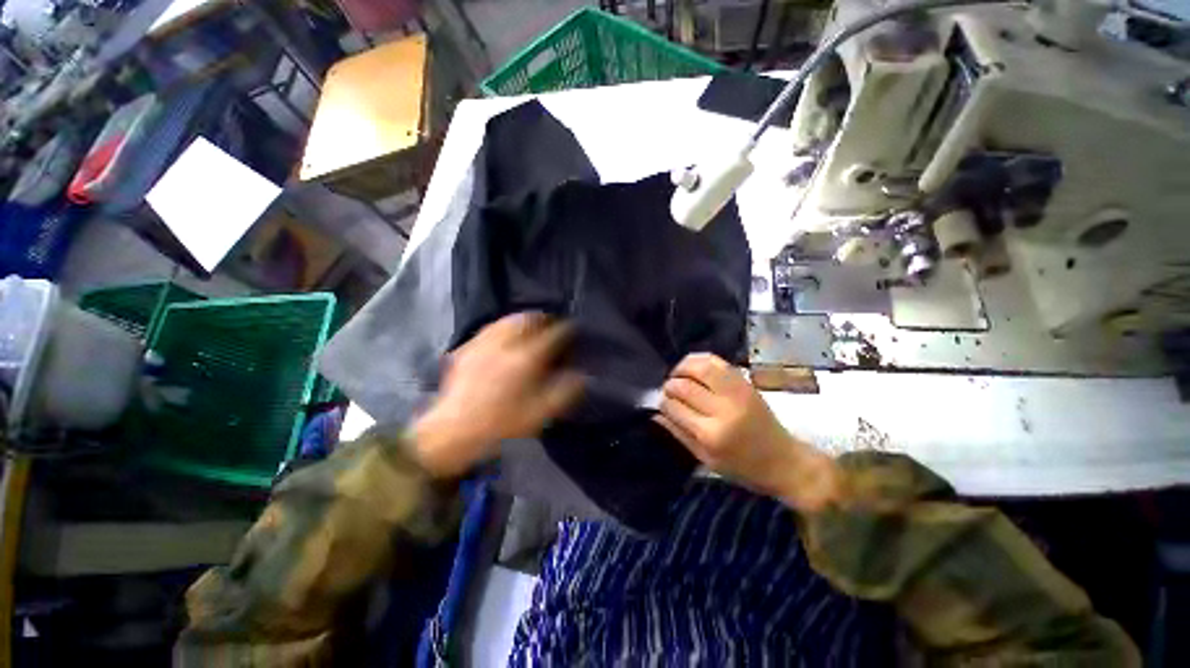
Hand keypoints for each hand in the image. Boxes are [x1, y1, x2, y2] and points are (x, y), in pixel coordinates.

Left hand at [412, 313, 583, 477]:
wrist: (453, 432)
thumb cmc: (501, 425)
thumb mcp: (539, 414)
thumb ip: (563, 392)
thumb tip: (582, 376)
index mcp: (525, 360)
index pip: (552, 335)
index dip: (566, 329)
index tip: (573, 329)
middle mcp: (504, 345)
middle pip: (527, 319)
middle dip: (543, 318)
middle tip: (551, 323)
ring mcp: (483, 345)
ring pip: (506, 320)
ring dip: (522, 319)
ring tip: (531, 324)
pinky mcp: (467, 349)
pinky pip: (489, 328)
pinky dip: (502, 326)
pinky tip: (505, 334)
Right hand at [654, 353, 836, 510]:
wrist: (784, 461)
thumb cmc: (742, 467)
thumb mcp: (705, 459)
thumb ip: (678, 433)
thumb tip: (656, 413)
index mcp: (710, 434)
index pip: (674, 407)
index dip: (663, 402)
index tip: (660, 402)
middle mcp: (722, 409)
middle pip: (684, 386)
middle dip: (669, 385)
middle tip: (667, 390)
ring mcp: (736, 392)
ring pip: (700, 367)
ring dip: (682, 368)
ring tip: (677, 375)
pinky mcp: (745, 382)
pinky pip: (717, 362)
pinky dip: (699, 360)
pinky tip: (692, 368)